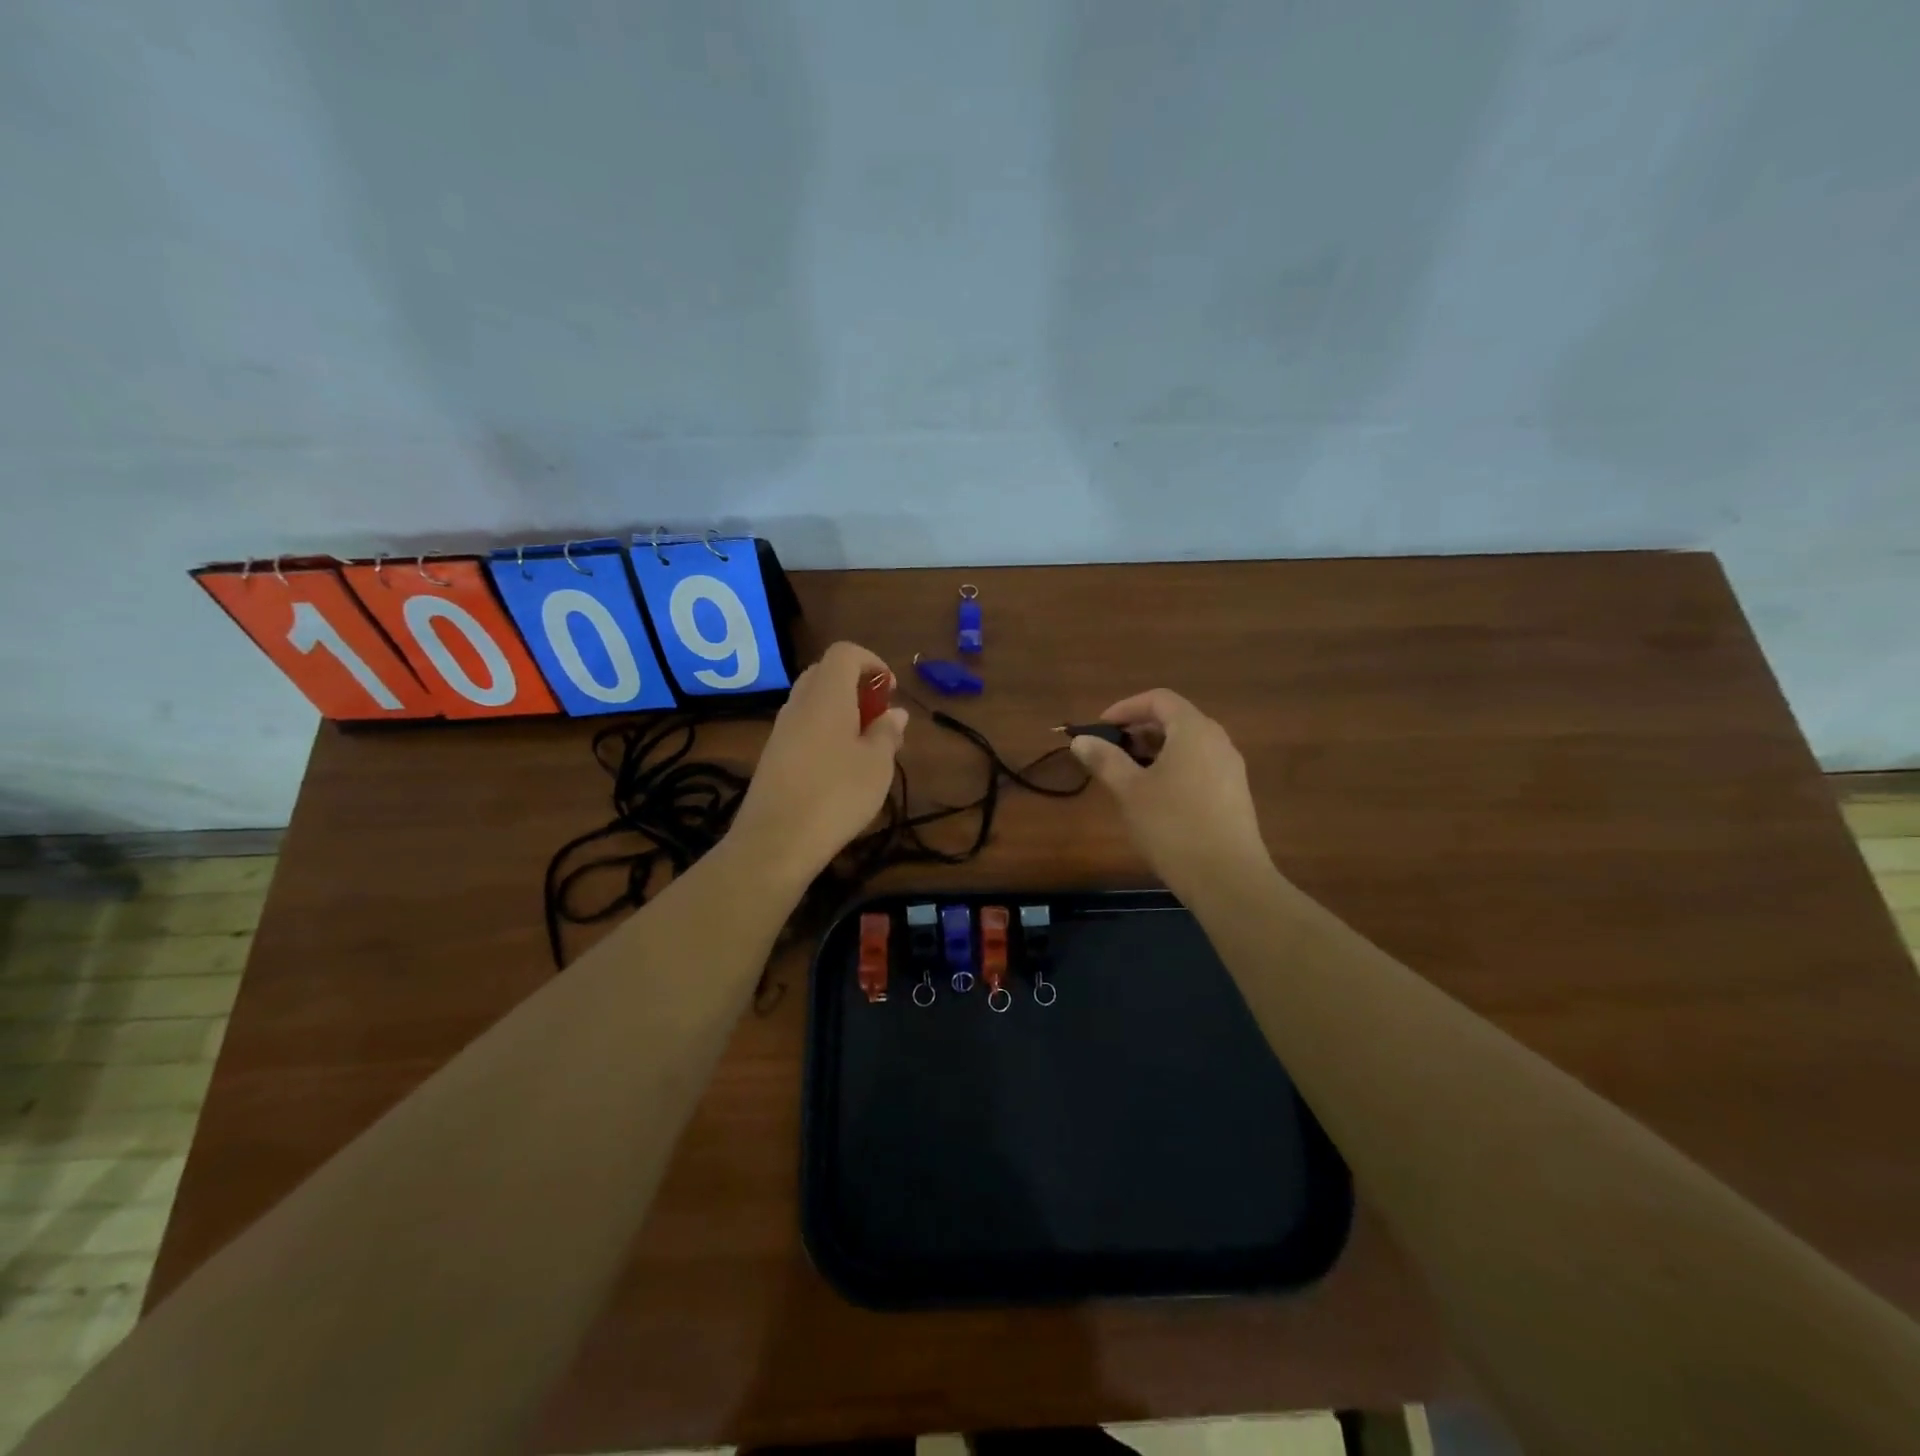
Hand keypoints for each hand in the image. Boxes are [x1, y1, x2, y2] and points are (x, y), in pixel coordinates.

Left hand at [729, 641, 908, 885]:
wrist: (775, 841)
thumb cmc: (836, 795)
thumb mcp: (877, 765)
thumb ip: (887, 733)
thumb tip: (895, 713)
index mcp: (826, 695)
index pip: (844, 653)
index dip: (871, 662)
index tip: (890, 691)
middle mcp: (799, 703)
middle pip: (825, 673)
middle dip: (855, 686)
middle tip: (878, 716)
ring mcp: (781, 730)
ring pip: (812, 702)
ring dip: (840, 712)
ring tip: (864, 746)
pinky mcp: (772, 756)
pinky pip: (802, 727)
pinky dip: (824, 732)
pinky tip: (839, 768)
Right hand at [1070, 689, 1270, 895]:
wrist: (1228, 878)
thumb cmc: (1173, 826)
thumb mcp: (1130, 791)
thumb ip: (1105, 760)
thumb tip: (1081, 740)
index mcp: (1194, 731)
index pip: (1159, 699)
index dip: (1126, 707)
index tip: (1100, 728)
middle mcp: (1217, 741)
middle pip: (1175, 720)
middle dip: (1138, 730)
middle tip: (1109, 752)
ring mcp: (1230, 769)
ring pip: (1187, 745)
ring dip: (1154, 751)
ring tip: (1126, 776)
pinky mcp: (1233, 794)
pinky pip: (1198, 766)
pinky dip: (1172, 768)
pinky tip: (1154, 798)